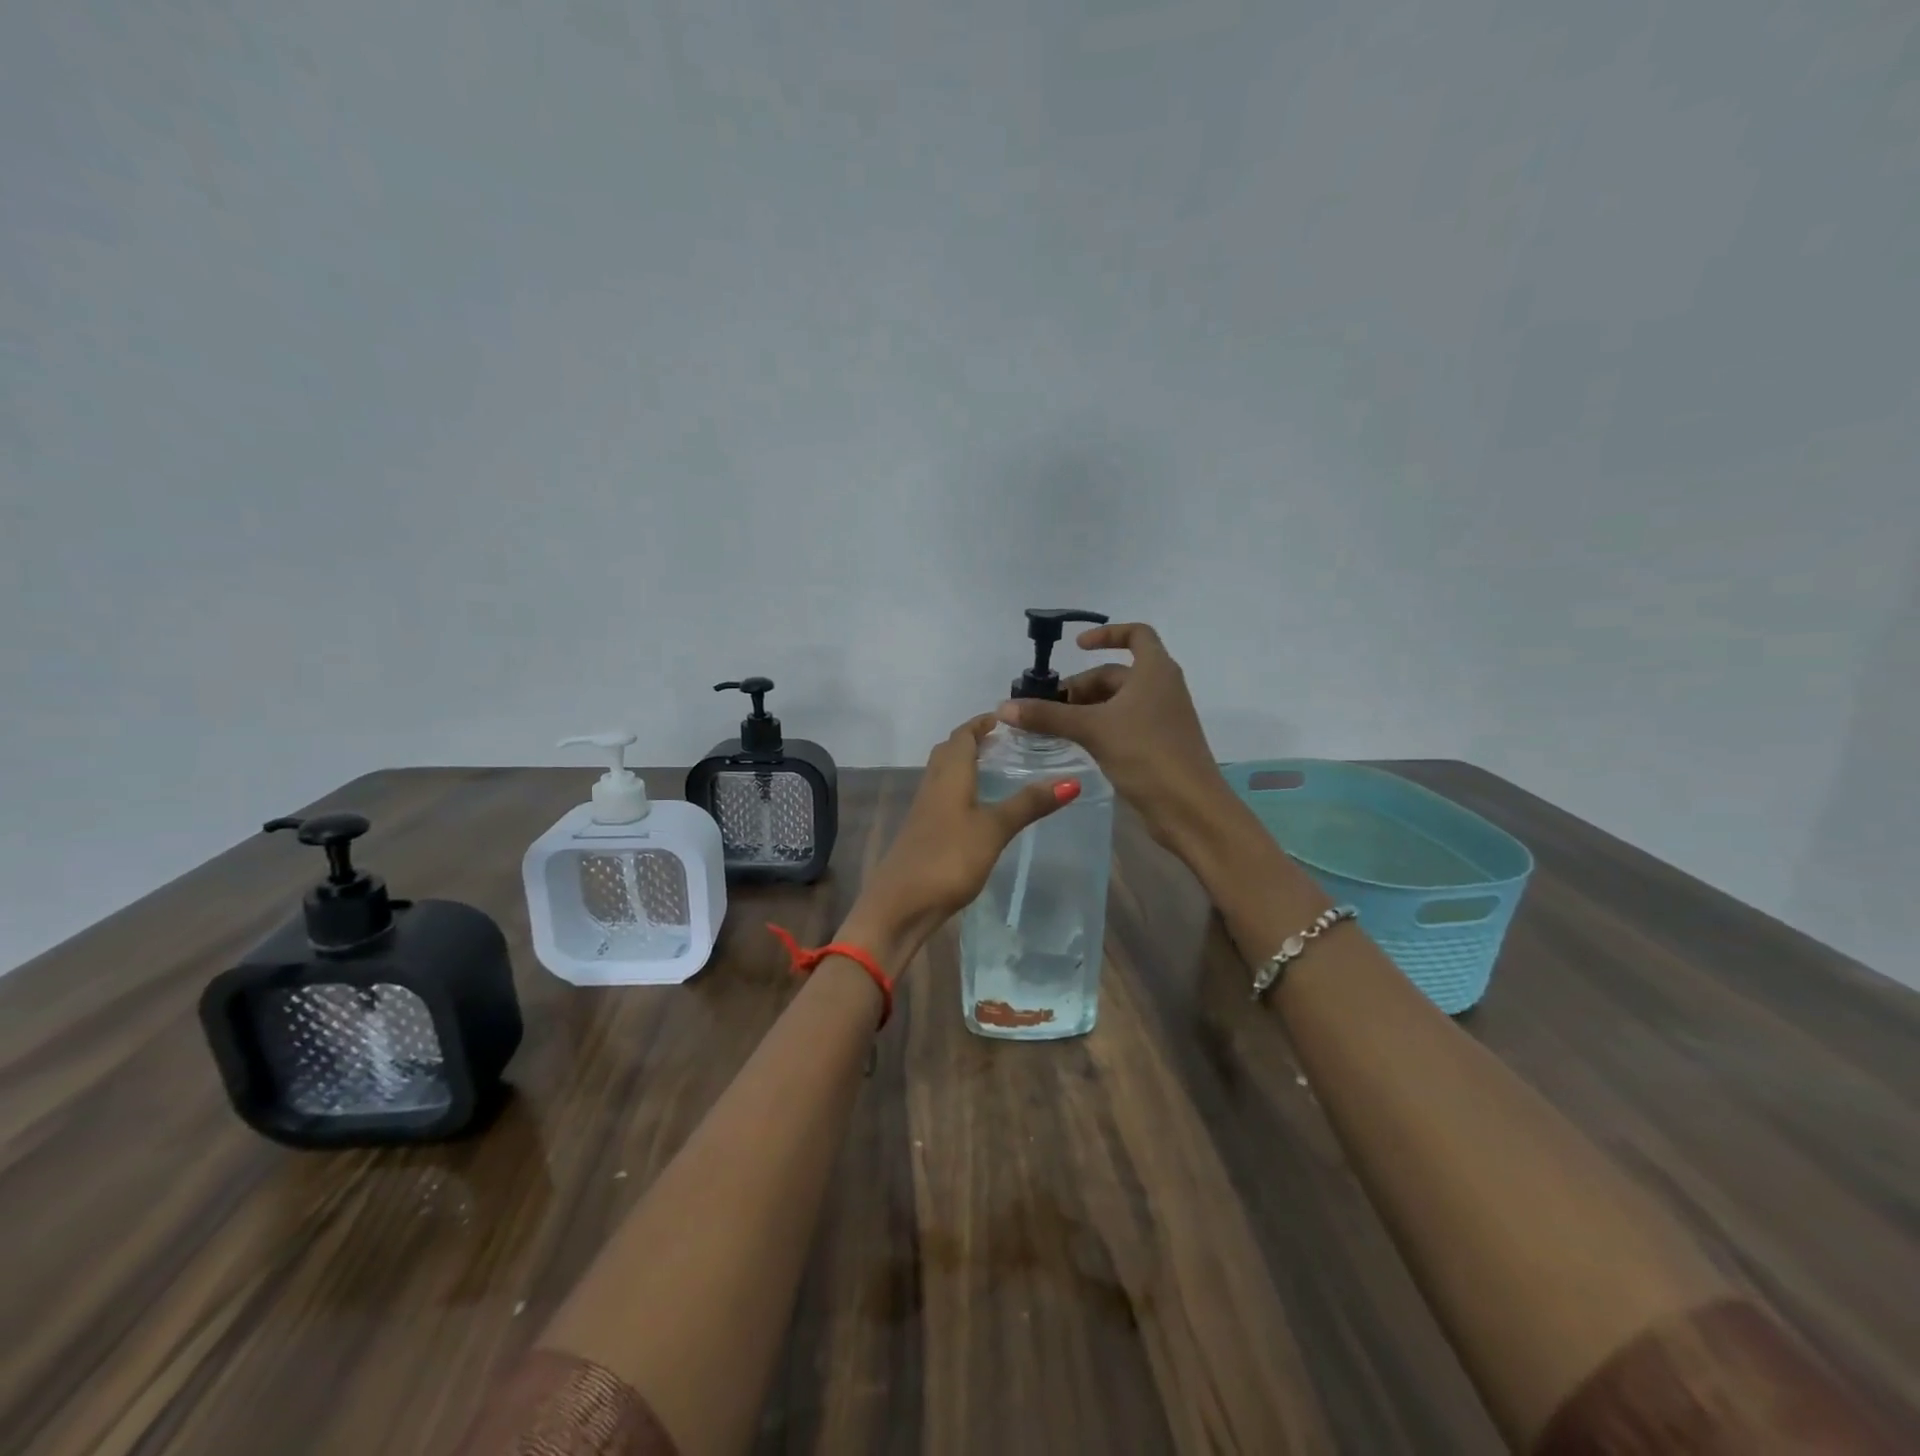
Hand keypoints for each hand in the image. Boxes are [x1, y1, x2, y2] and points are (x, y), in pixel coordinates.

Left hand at [842, 715, 1078, 962]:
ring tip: (994, 770)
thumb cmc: (948, 858)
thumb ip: (1028, 804)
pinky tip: (976, 809)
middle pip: (949, 752)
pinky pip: (942, 798)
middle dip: (972, 741)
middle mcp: (933, 786)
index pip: (962, 736)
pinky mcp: (922, 833)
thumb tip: (1072, 781)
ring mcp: (924, 811)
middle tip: (1003, 742)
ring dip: (964, 765)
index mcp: (949, 776)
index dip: (980, 724)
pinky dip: (960, 790)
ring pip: (943, 775)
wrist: (900, 904)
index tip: (1005, 718)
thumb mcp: (994, 829)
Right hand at [995, 622, 1228, 853]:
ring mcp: (1162, 718)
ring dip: (1087, 708)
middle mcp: (1162, 688)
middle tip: (1049, 707)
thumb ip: (1048, 716)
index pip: (1136, 634)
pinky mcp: (1158, 745)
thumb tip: (1004, 707)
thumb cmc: (1146, 754)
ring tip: (1055, 727)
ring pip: (1118, 702)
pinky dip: (1100, 727)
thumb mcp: (1093, 730)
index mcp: (1155, 671)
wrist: (1190, 809)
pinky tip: (1078, 744)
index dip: (1106, 634)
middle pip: (1117, 674)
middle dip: (1082, 686)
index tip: (1077, 647)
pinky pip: (1124, 724)